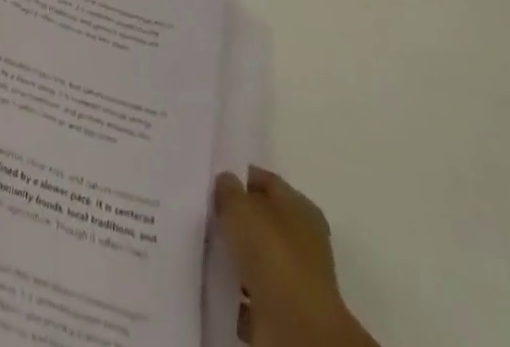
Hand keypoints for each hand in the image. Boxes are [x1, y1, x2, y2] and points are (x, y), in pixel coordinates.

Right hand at [215, 168, 376, 346]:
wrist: (295, 329)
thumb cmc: (272, 253)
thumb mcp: (241, 206)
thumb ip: (229, 190)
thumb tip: (226, 184)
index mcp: (301, 207)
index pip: (266, 182)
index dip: (240, 179)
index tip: (212, 184)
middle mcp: (303, 240)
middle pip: (262, 221)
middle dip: (236, 220)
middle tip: (206, 217)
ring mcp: (295, 279)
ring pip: (257, 258)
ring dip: (236, 258)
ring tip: (207, 251)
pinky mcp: (284, 313)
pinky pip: (253, 294)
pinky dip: (237, 292)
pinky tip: (218, 284)